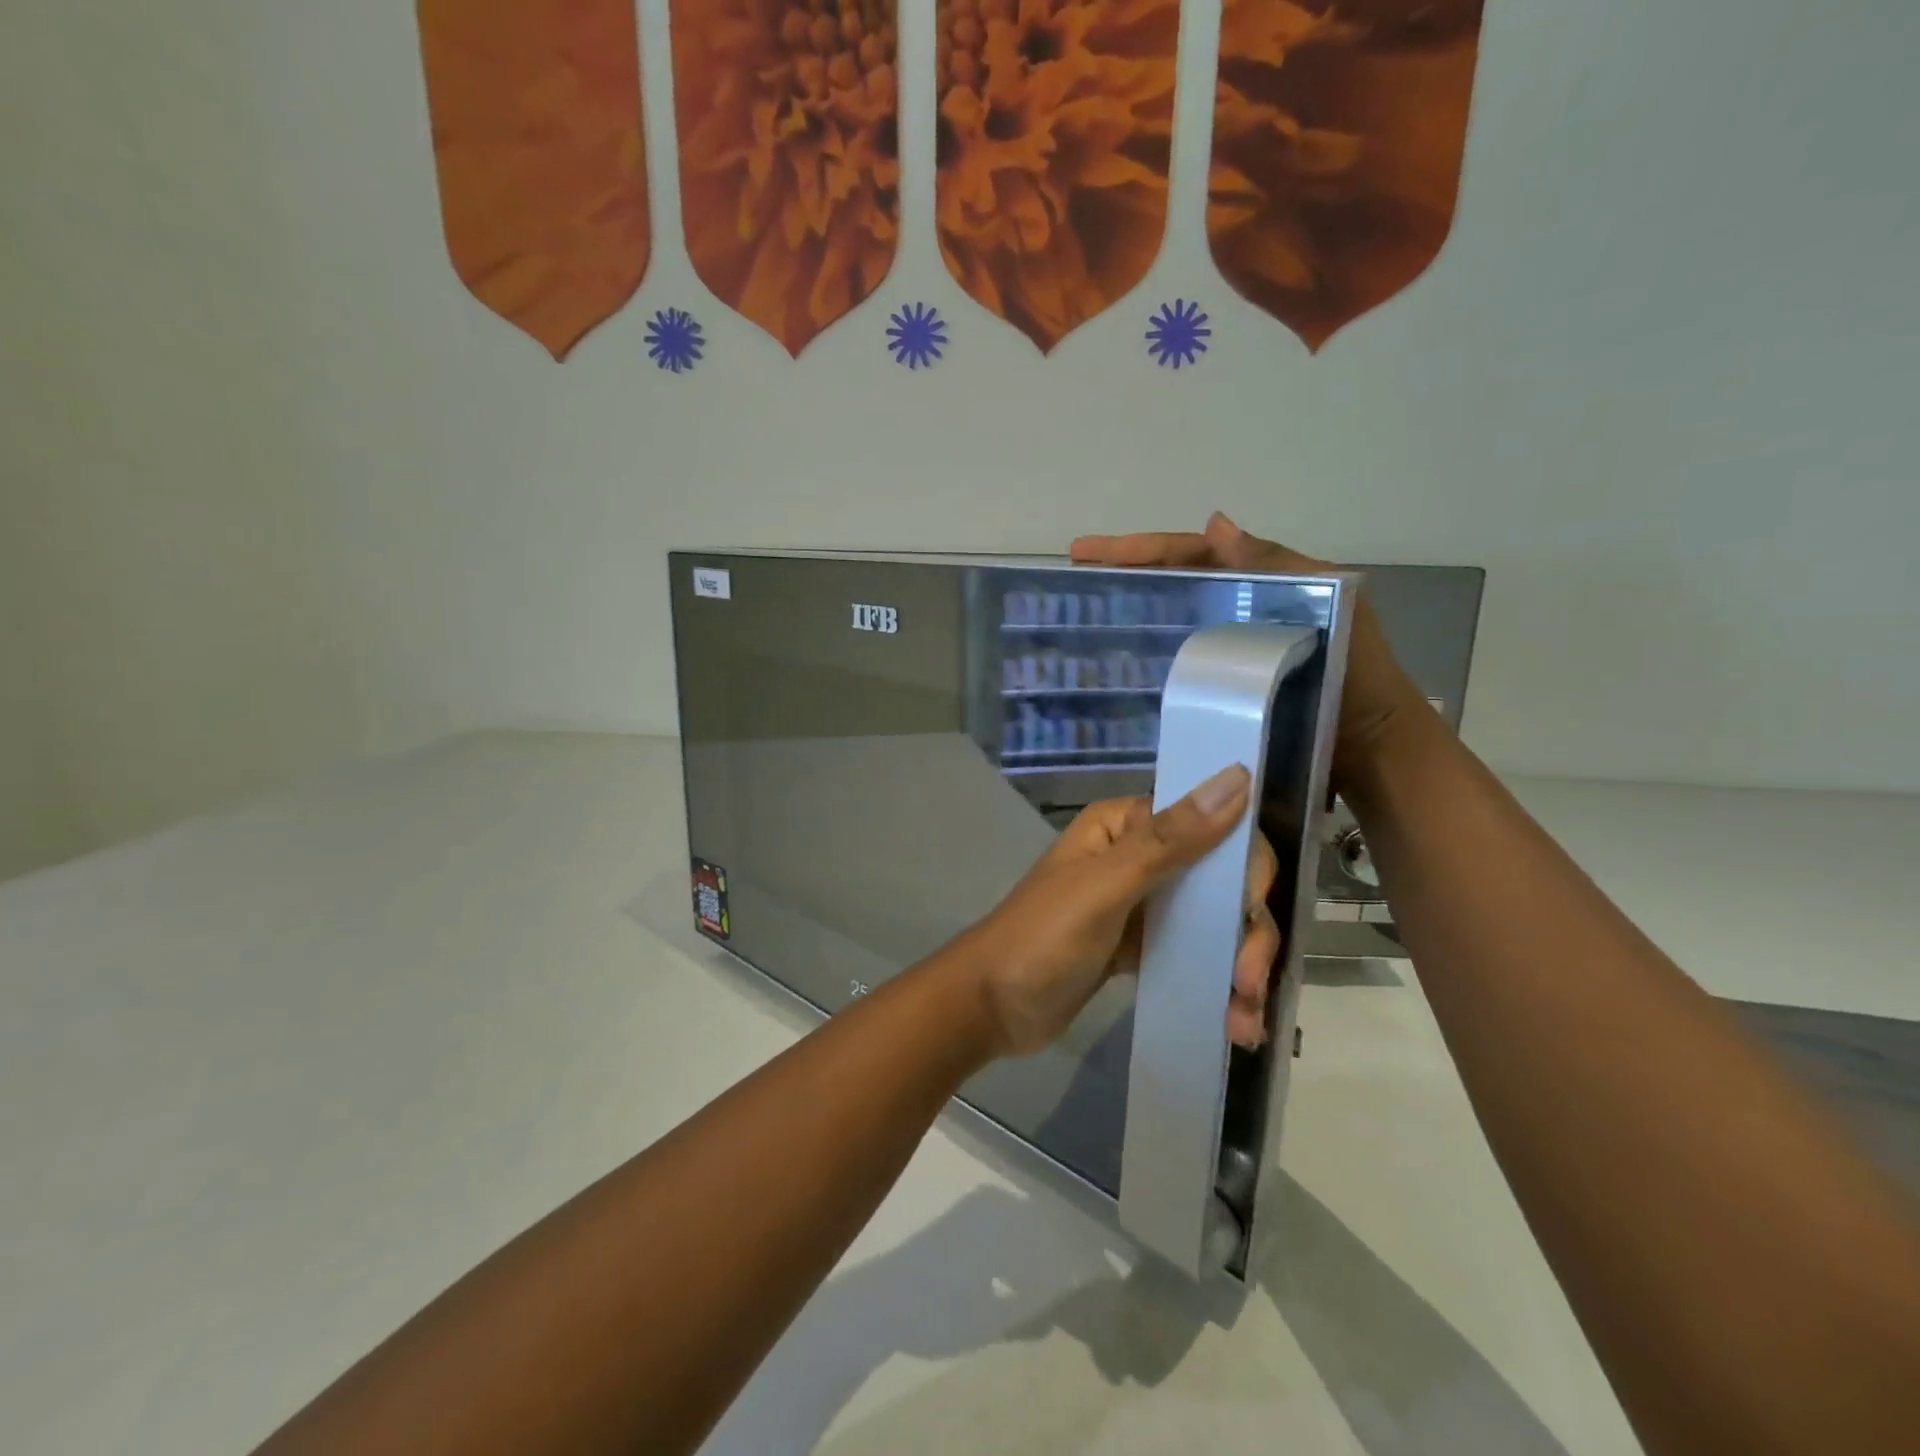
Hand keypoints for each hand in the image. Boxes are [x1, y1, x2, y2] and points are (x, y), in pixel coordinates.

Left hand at [957, 765, 1282, 1057]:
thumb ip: (1170, 839)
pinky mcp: (1142, 946)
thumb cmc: (1041, 938)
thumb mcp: (1105, 887)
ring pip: (1214, 921)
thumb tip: (1237, 777)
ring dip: (1238, 965)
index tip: (1249, 913)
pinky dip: (1218, 983)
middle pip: (1221, 880)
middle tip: (1247, 982)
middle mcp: (1139, 856)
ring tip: (1242, 1020)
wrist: (990, 1007)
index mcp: (1126, 825)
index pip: (1211, 825)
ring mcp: (1142, 904)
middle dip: (1245, 931)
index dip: (1244, 867)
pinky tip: (1234, 1021)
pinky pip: (1195, 954)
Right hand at [1070, 512, 1429, 785]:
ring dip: (1130, 605)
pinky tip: (1118, 658)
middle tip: (1074, 569)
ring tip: (1083, 605)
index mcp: (1261, 583)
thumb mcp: (1333, 603)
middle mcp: (1239, 608)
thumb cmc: (1357, 673)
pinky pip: (1179, 657)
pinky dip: (1150, 650)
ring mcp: (1228, 646)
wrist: (1370, 746)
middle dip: (1124, 569)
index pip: (1192, 554)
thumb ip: (1277, 566)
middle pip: (1173, 580)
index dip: (1142, 548)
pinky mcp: (1223, 682)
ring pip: (1171, 615)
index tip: (1089, 551)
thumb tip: (1214, 522)